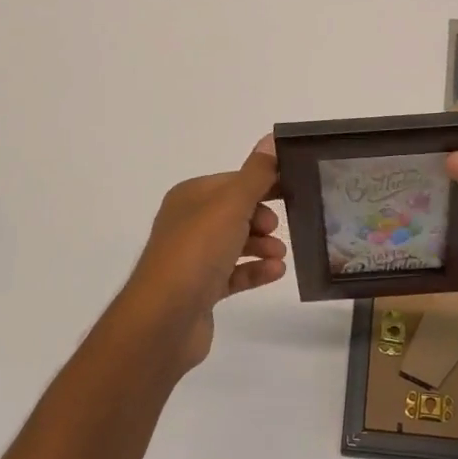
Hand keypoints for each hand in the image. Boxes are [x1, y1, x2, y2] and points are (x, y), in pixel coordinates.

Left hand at [122, 136, 287, 373]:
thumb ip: (256, 174)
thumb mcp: (231, 204)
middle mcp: (189, 223)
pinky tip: (277, 272)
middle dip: (262, 217)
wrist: (163, 320)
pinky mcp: (201, 289)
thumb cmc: (197, 251)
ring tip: (281, 254)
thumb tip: (271, 139)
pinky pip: (234, 273)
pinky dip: (255, 270)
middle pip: (236, 212)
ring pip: (236, 243)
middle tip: (281, 227)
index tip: (294, 189)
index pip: (234, 181)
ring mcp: (193, 258)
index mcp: (191, 196)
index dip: (263, 183)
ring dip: (262, 245)